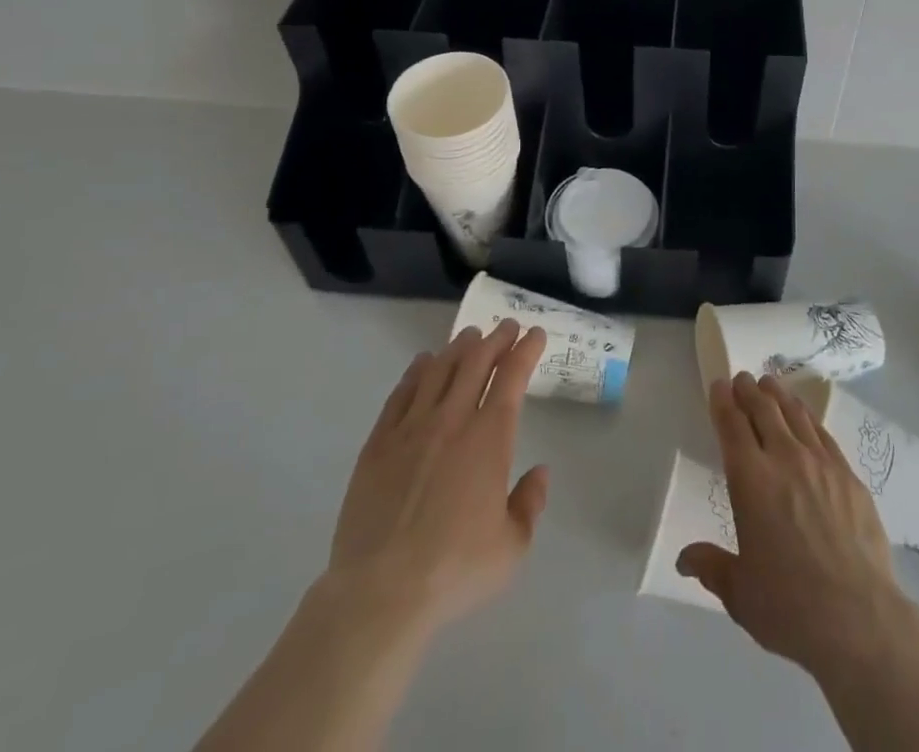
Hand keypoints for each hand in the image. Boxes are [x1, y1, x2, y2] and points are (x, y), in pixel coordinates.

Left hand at [322, 317, 550, 636]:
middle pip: (476, 362)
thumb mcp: (511, 547)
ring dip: (458, 348)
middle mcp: (452, 420)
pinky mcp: (378, 444)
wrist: (380, 592)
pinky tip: (422, 363)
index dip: (526, 350)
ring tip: (469, 336)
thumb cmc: (454, 569)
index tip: (535, 334)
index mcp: (489, 437)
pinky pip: (401, 394)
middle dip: (496, 339)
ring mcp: (411, 428)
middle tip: (506, 326)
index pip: (512, 377)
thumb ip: (530, 504)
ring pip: (438, 370)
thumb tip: (540, 472)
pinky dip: (416, 371)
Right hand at [677, 372, 916, 675]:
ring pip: (795, 414)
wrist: (858, 618)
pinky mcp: (848, 475)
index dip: (722, 401)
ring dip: (778, 395)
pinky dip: (808, 417)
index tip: (718, 385)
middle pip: (763, 410)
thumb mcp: (739, 593)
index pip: (731, 425)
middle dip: (749, 390)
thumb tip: (684, 559)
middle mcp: (784, 459)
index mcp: (750, 480)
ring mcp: (821, 463)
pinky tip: (805, 417)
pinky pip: (823, 433)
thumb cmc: (789, 606)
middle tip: (742, 379)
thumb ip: (711, 567)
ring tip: (770, 384)